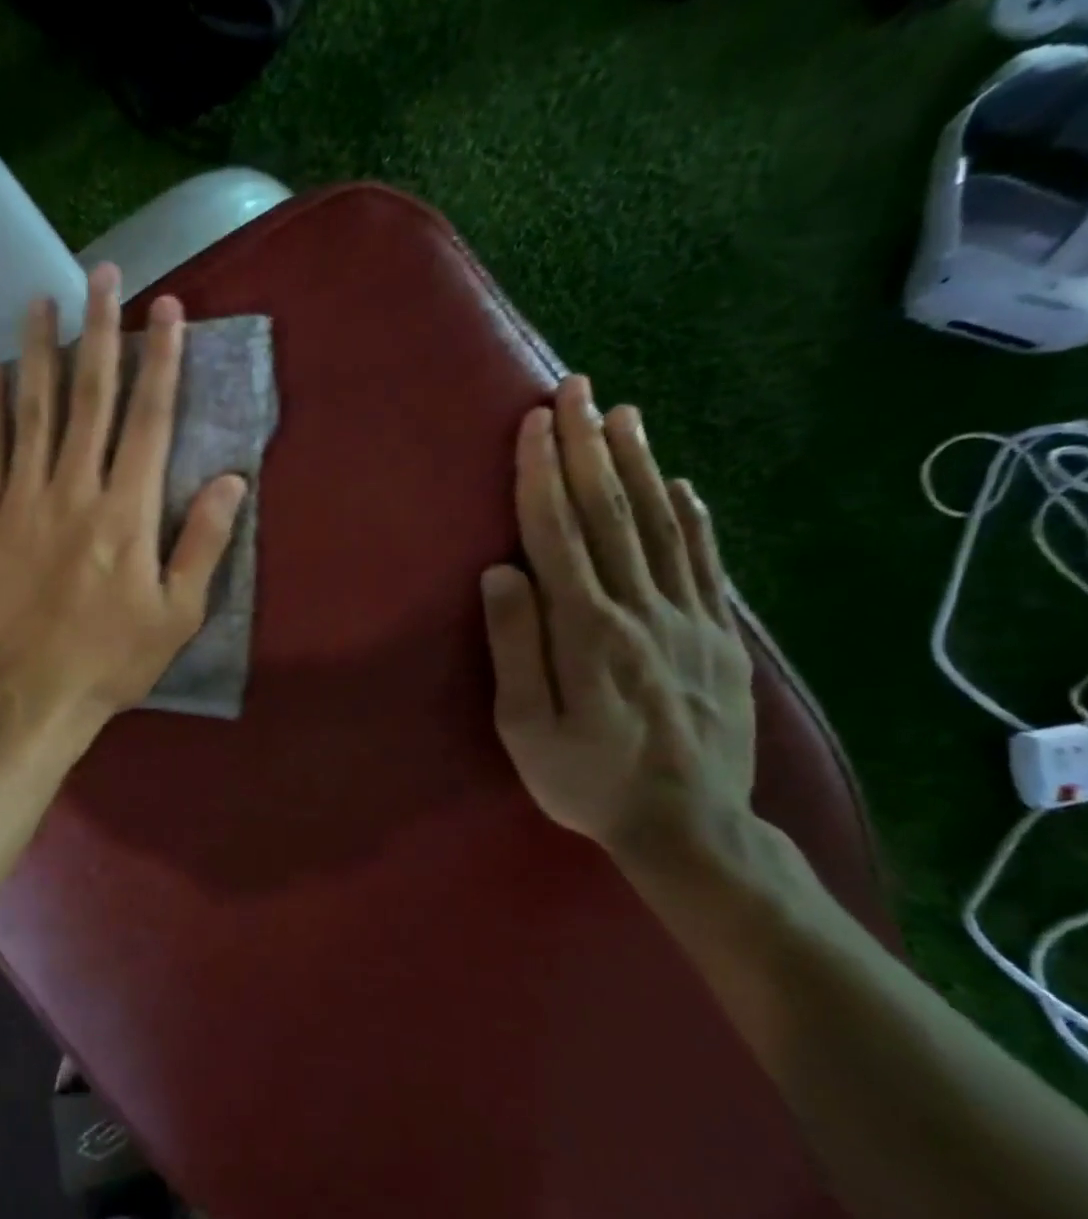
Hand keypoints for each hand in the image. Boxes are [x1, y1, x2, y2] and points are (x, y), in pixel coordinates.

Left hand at [0, 263, 247, 750]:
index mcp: (127, 512)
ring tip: (42, 300)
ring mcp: (21, 500)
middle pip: (90, 397)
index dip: (161, 360)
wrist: (29, 696)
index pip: (149, 419)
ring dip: (40, 351)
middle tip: (103, 275)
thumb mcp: (178, 613)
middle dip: (100, 332)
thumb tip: (231, 479)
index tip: (166, 310)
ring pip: (33, 411)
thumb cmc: (110, 660)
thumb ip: (203, 542)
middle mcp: (74, 490)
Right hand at [480, 376, 755, 863]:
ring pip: (660, 526)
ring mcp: (687, 619)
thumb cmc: (586, 780)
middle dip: (588, 447)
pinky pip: (704, 562)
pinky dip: (691, 516)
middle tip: (579, 390)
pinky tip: (679, 483)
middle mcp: (640, 609)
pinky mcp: (718, 635)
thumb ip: (515, 646)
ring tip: (624, 415)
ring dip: (639, 464)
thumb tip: (500, 572)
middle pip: (610, 514)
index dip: (542, 475)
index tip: (534, 423)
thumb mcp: (525, 728)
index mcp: (586, 630)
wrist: (690, 827)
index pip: (557, 534)